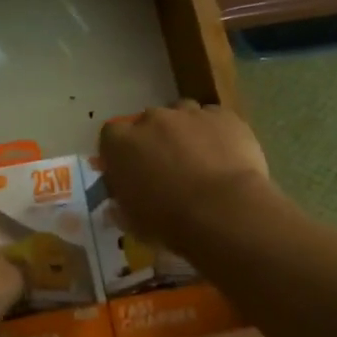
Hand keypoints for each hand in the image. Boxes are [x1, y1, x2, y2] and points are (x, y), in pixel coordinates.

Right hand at [98, 101, 277, 248]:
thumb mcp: (133, 222)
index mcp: (121, 144)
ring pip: (183, 114)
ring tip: (200, 160)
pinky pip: (215, 119)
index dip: (121, 152)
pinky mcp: (223, 116)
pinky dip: (216, 133)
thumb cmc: (170, 221)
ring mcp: (189, 113)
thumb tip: (118, 205)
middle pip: (148, 122)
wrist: (225, 211)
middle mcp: (151, 119)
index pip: (110, 137)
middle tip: (168, 168)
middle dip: (155, 140)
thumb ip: (121, 206)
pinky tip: (226, 156)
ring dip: (186, 132)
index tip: (130, 170)